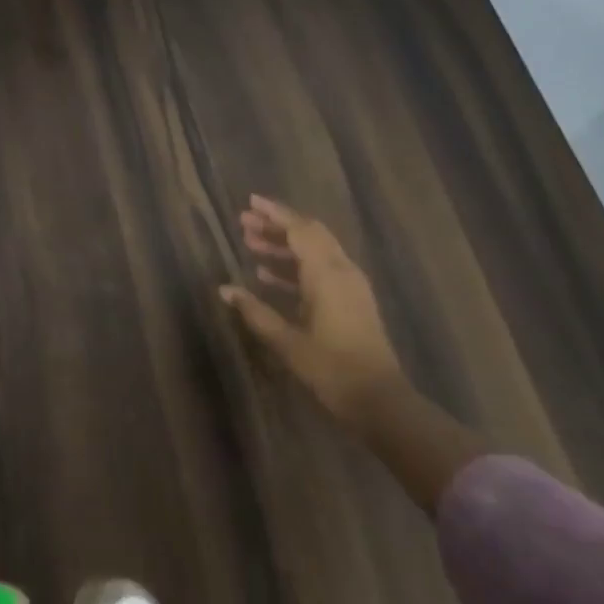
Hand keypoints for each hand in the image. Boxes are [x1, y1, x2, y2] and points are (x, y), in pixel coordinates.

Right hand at [221, 196, 405, 430]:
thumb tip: (224, 290)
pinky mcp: (351, 302)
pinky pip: (320, 271)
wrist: (379, 400)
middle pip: (309, 235)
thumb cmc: (331, 368)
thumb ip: (255, 311)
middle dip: (277, 226)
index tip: (250, 203)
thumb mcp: (287, 341)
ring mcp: (350, 287)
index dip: (275, 214)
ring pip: (314, 252)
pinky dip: (295, 267)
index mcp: (327, 275)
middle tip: (245, 222)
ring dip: (284, 246)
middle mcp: (342, 272)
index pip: (300, 230)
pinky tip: (267, 275)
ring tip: (250, 244)